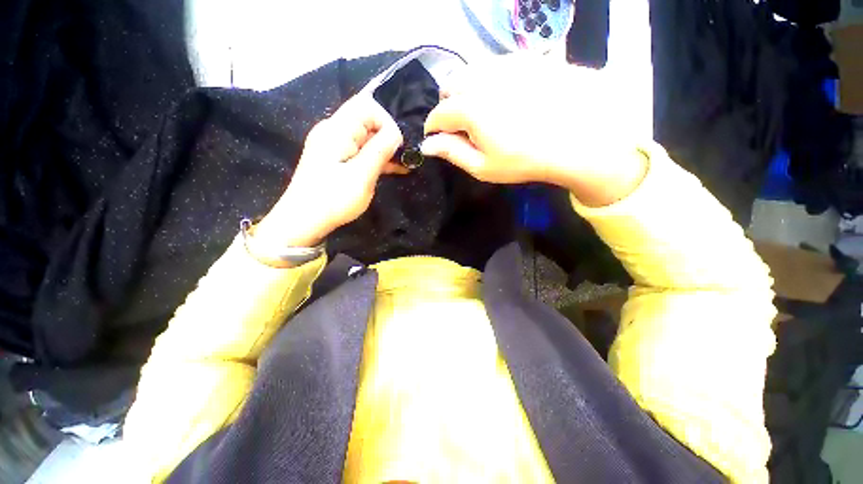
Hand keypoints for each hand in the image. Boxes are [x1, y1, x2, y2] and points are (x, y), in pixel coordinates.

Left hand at [255, 95, 404, 246]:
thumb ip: (379, 151)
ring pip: (366, 137)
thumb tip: (396, 132)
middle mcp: (334, 132)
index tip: (398, 145)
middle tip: (405, 156)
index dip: (387, 121)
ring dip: (385, 149)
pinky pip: (361, 151)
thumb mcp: (361, 176)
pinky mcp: (338, 159)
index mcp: (337, 130)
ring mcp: (335, 146)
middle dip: (389, 135)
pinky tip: (394, 168)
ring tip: (405, 164)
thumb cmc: (333, 199)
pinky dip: (377, 158)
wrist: (304, 221)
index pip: (367, 106)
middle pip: (367, 120)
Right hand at [421, 55, 646, 206]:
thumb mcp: (483, 166)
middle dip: (447, 107)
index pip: (437, 115)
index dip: (432, 129)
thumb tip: (427, 145)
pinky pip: (492, 64)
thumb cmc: (524, 160)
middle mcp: (481, 79)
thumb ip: (452, 153)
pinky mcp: (524, 59)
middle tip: (460, 127)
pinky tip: (501, 97)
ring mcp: (504, 64)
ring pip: (469, 72)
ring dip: (465, 91)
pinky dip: (486, 80)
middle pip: (449, 87)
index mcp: (468, 109)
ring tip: (479, 111)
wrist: (578, 137)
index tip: (436, 139)